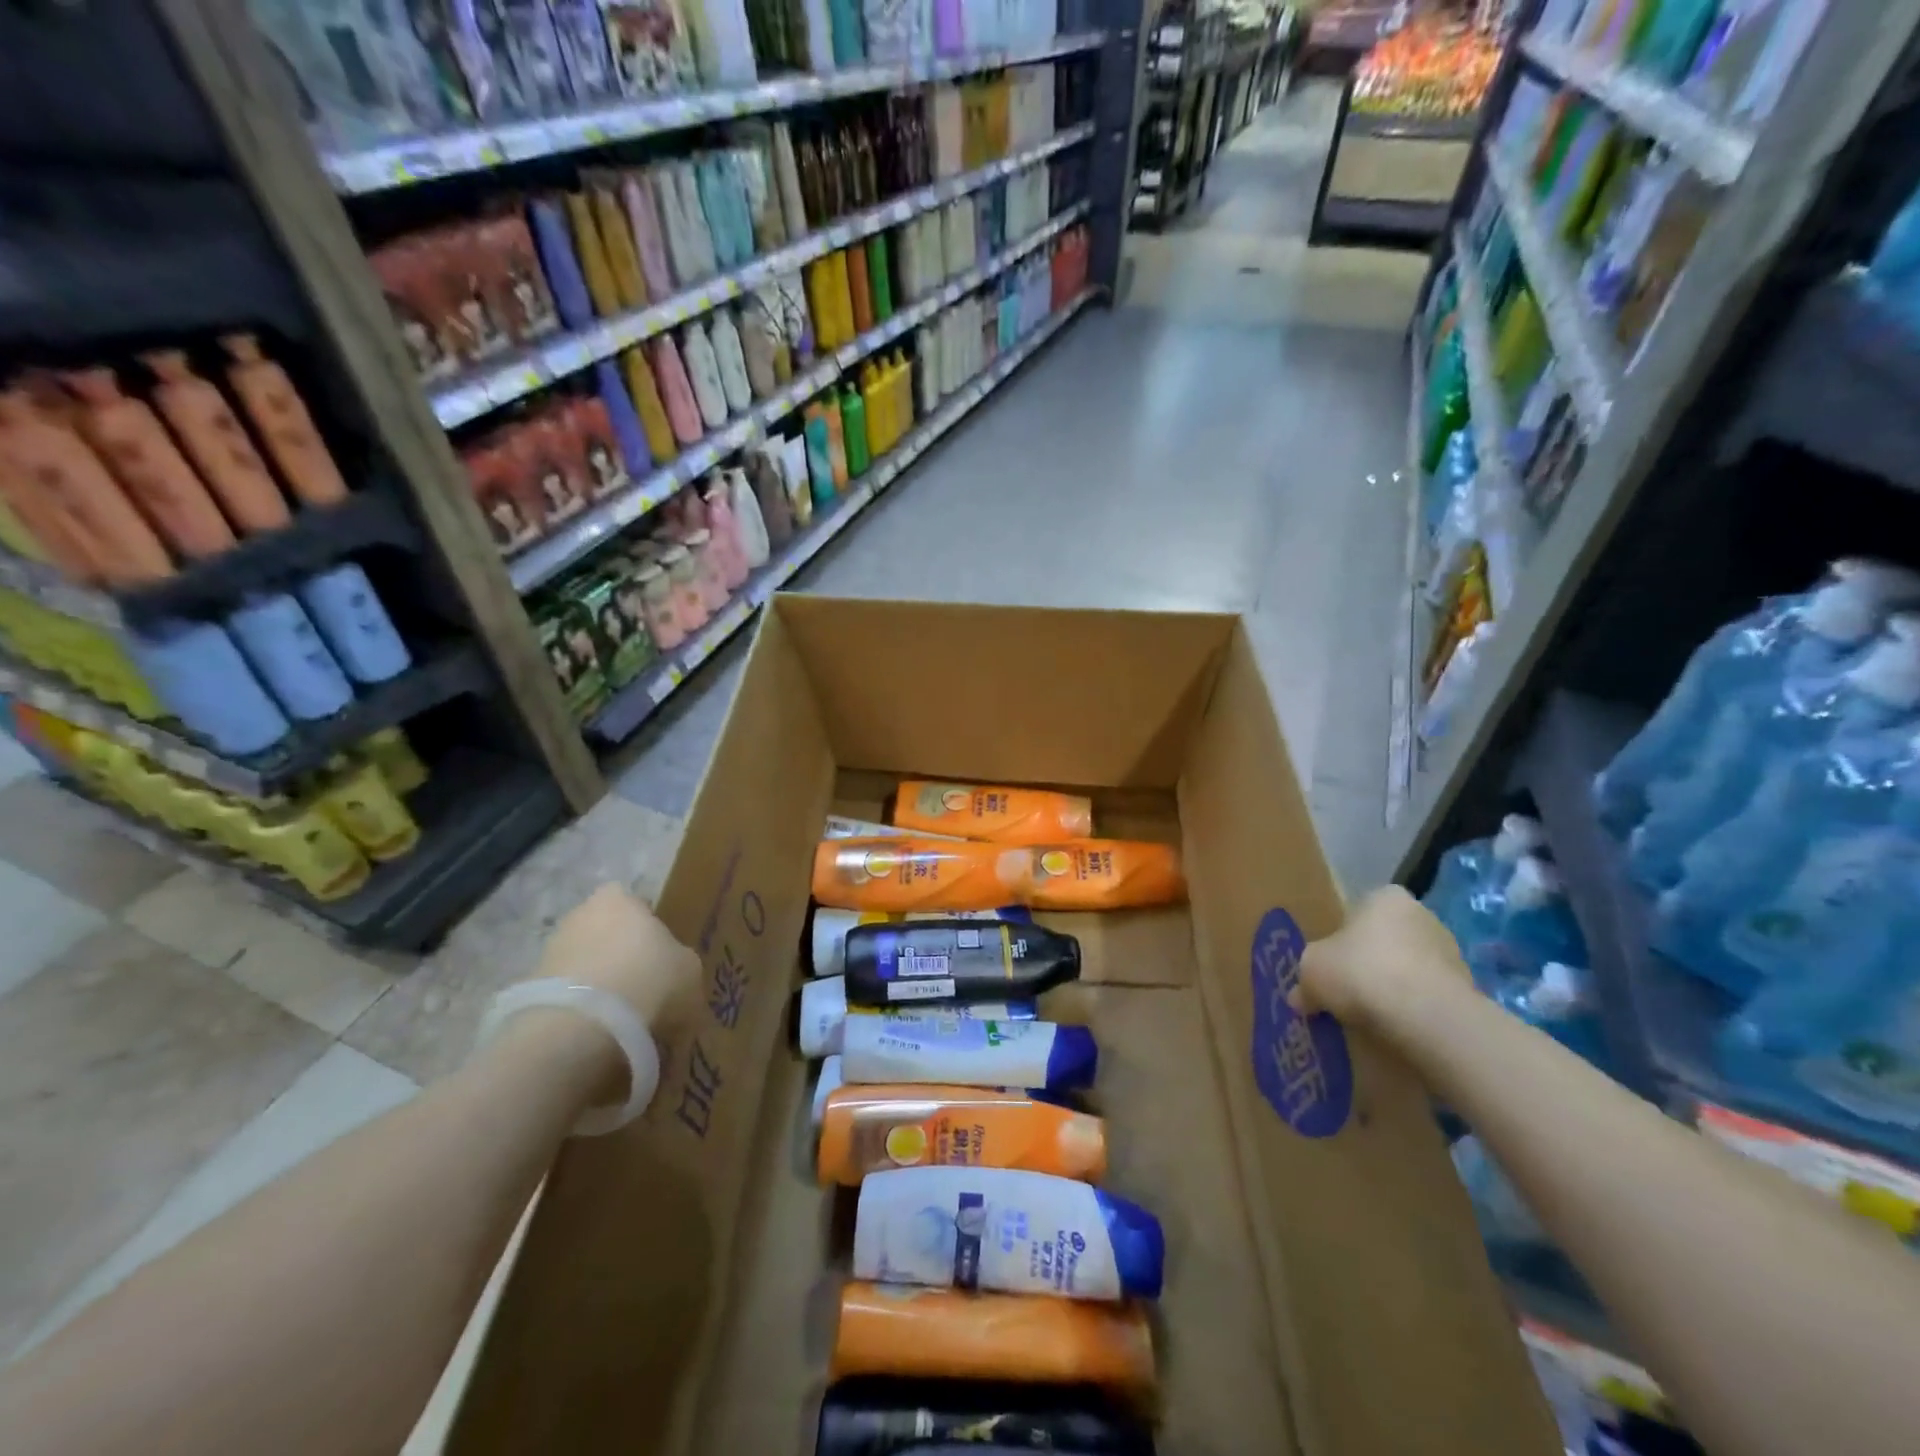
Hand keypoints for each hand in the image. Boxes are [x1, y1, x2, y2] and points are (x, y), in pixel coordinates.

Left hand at [534, 883, 699, 1030]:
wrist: (580, 1028)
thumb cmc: (648, 980)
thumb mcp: (689, 970)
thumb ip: (681, 964)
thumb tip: (676, 974)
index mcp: (619, 898)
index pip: (635, 902)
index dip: (648, 926)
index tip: (661, 954)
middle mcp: (579, 915)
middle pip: (606, 931)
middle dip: (620, 954)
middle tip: (643, 985)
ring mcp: (549, 951)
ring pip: (584, 963)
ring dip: (598, 984)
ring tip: (621, 1018)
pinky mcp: (529, 991)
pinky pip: (566, 996)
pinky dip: (580, 1010)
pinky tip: (598, 1033)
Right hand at [1293, 885, 1469, 1031]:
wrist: (1426, 1016)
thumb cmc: (1361, 971)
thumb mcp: (1312, 969)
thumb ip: (1305, 978)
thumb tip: (1301, 997)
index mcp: (1386, 897)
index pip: (1358, 911)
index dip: (1341, 939)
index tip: (1332, 965)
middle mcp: (1423, 915)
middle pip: (1386, 940)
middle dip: (1369, 963)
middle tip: (1347, 991)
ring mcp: (1451, 953)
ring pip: (1409, 969)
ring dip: (1393, 987)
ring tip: (1371, 1017)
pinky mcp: (1468, 990)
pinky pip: (1429, 997)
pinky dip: (1414, 1010)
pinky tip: (1397, 1028)